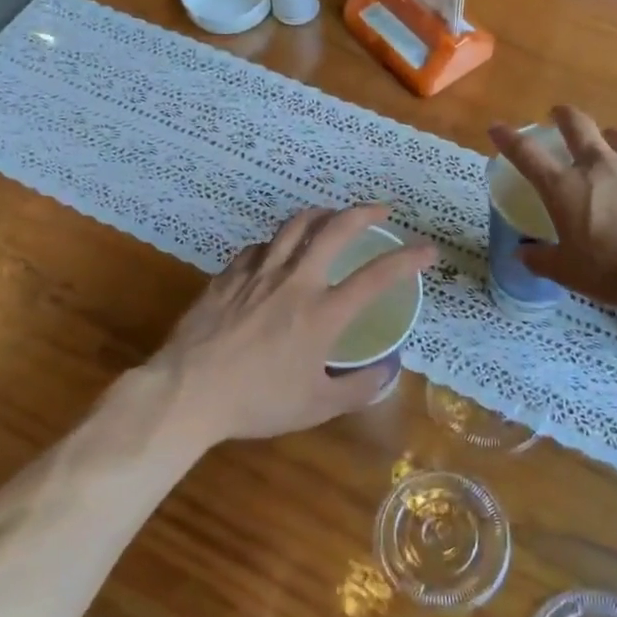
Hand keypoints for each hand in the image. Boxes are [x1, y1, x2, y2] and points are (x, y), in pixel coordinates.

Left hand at [144, 205, 435, 447]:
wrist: (188, 392)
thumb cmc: (256, 402)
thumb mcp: (316, 406)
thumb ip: (358, 388)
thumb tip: (386, 371)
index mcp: (323, 313)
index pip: (377, 276)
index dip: (409, 258)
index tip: (428, 250)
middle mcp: (295, 281)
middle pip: (335, 229)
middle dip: (364, 212)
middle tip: (381, 211)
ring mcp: (259, 273)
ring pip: (294, 225)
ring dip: (321, 214)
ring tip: (332, 216)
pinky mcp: (229, 274)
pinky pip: (260, 246)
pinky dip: (278, 242)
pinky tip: (277, 252)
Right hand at [489, 106, 616, 308]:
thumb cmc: (611, 271)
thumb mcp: (567, 272)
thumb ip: (541, 259)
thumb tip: (521, 254)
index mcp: (564, 188)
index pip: (527, 155)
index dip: (509, 139)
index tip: (497, 128)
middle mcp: (597, 165)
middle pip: (577, 126)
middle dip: (563, 117)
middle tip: (558, 114)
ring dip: (609, 135)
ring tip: (608, 138)